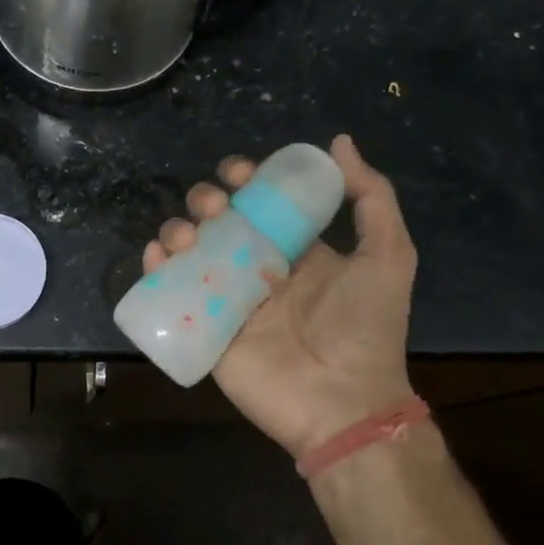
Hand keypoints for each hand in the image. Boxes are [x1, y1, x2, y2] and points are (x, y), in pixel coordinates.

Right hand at [144, 135, 417, 459]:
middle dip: (206, 201)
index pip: (260, 203)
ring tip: (186, 236)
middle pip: (218, 220)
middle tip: (213, 208)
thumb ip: (370, 197)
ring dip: (178, 229)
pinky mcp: (205, 328)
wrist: (343, 402)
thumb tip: (338, 141)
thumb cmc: (364, 327)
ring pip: (190, 249)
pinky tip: (158, 254)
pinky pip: (171, 291)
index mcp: (294, 249)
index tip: (238, 171)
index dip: (245, 179)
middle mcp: (257, 268)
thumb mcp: (387, 256)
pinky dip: (156, 267)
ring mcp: (228, 298)